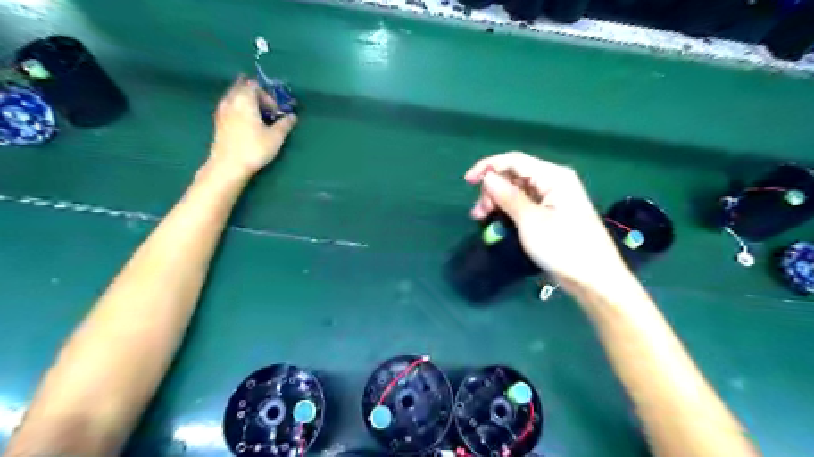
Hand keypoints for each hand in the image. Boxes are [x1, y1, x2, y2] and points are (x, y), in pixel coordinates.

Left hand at [209, 76, 296, 176]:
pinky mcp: (218, 122)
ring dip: (248, 103)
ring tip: (259, 119)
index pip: (255, 85)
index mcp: (244, 99)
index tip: (276, 111)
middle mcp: (230, 100)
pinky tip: (248, 125)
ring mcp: (221, 110)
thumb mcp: (276, 137)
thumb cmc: (254, 148)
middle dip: (257, 96)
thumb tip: (292, 116)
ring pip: (235, 97)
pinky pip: (230, 107)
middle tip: (268, 112)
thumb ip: (285, 124)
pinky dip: (240, 110)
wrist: (228, 166)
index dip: (268, 96)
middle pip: (243, 87)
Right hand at [465, 151, 628, 290]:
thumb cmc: (563, 247)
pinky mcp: (551, 213)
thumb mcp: (531, 221)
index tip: (467, 181)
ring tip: (483, 219)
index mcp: (553, 176)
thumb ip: (508, 196)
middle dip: (492, 189)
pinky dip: (508, 210)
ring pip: (517, 190)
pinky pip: (524, 203)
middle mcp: (553, 181)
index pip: (514, 160)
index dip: (488, 166)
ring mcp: (553, 198)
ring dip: (497, 201)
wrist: (594, 279)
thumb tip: (487, 177)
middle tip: (479, 212)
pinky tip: (497, 221)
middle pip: (514, 175)